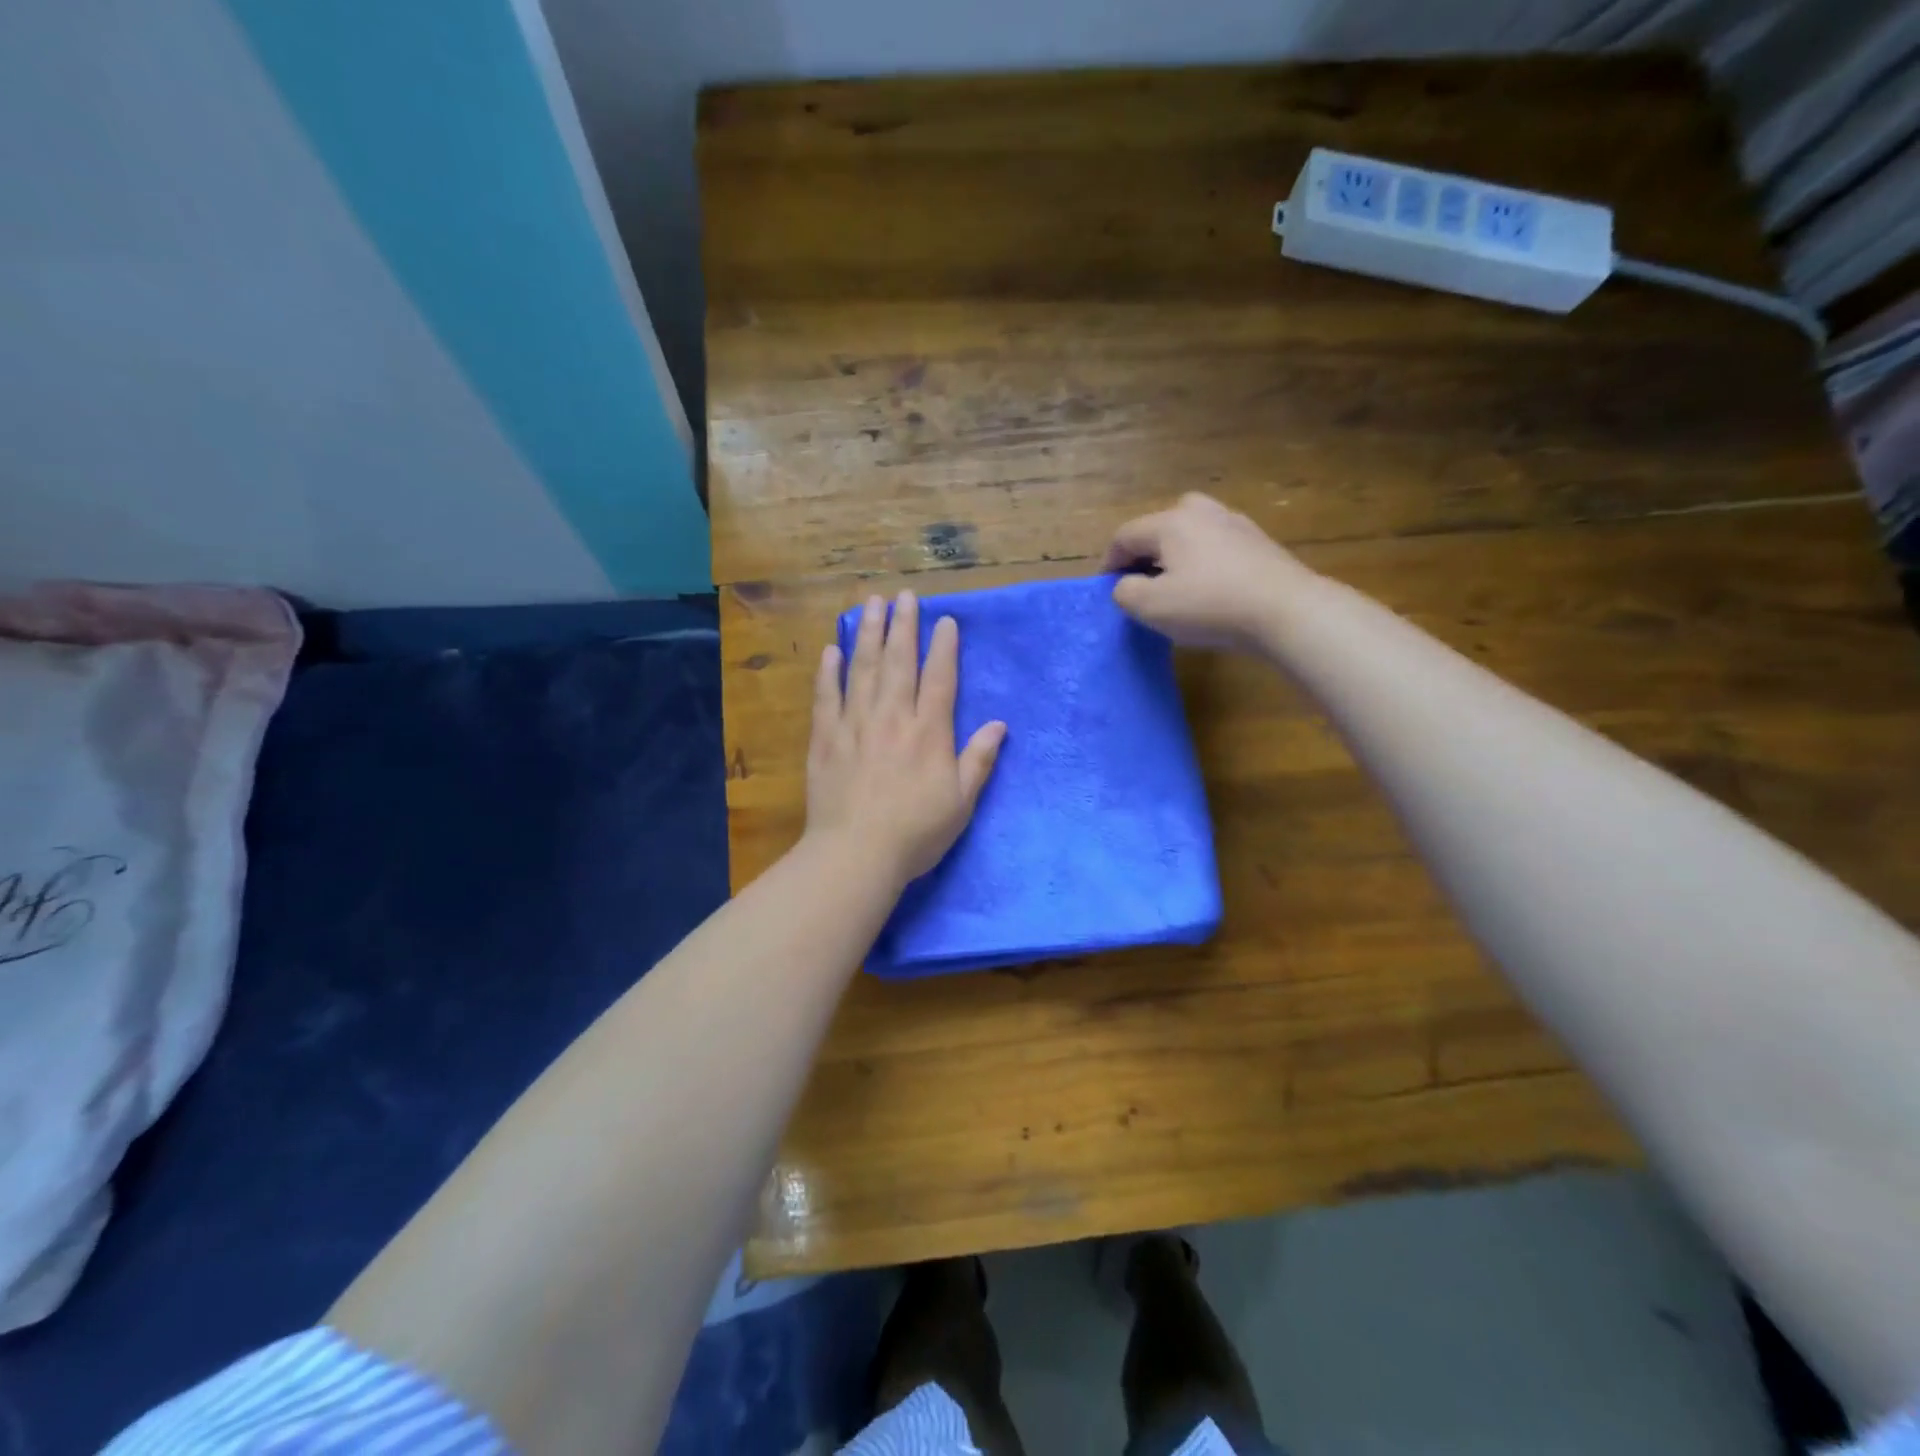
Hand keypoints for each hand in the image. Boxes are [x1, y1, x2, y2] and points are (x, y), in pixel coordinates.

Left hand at [806, 590, 1006, 884]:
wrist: (856, 853)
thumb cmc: (916, 832)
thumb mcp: (961, 801)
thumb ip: (979, 760)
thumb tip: (1000, 725)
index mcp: (929, 732)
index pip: (940, 678)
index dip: (944, 647)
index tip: (944, 620)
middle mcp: (893, 717)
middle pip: (899, 661)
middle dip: (903, 625)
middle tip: (904, 595)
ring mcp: (855, 724)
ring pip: (863, 668)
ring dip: (869, 634)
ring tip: (872, 604)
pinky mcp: (825, 738)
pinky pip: (827, 696)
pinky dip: (829, 671)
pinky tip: (833, 650)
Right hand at [1104, 492, 1311, 651]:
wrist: (1286, 610)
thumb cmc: (1210, 606)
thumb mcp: (1151, 607)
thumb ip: (1125, 592)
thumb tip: (1126, 585)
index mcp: (1170, 523)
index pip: (1125, 535)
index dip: (1109, 562)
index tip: (1107, 589)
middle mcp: (1202, 512)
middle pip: (1160, 525)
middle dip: (1144, 552)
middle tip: (1142, 581)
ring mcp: (1235, 523)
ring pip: (1192, 532)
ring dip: (1176, 554)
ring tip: (1175, 584)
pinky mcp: (1259, 542)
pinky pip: (1218, 545)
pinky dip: (1204, 561)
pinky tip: (1210, 588)